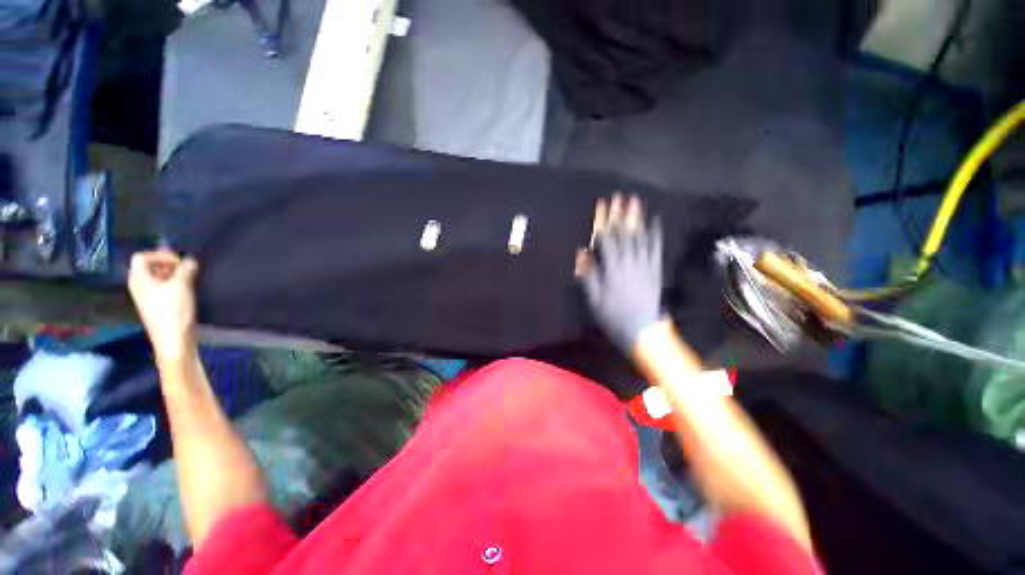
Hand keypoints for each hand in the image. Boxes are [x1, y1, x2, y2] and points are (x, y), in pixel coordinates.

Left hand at [128, 250, 199, 364]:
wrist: (173, 338)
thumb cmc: (173, 310)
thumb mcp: (181, 285)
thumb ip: (185, 269)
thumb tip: (189, 260)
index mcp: (139, 280)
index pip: (142, 257)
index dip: (160, 254)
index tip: (178, 260)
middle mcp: (139, 286)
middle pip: (148, 267)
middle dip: (167, 264)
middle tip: (185, 267)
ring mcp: (147, 297)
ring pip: (156, 278)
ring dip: (172, 274)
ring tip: (189, 277)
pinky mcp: (156, 305)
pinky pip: (161, 288)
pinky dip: (173, 284)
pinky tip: (186, 289)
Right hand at [576, 194, 664, 351]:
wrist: (641, 329)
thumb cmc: (613, 315)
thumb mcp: (594, 300)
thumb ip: (587, 275)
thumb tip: (581, 253)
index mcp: (611, 269)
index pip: (606, 240)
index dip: (604, 223)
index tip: (602, 207)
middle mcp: (628, 263)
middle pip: (623, 235)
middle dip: (621, 215)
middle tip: (621, 197)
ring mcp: (643, 265)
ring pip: (639, 238)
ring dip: (637, 220)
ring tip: (636, 202)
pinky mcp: (655, 270)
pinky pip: (655, 249)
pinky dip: (655, 235)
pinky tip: (654, 222)